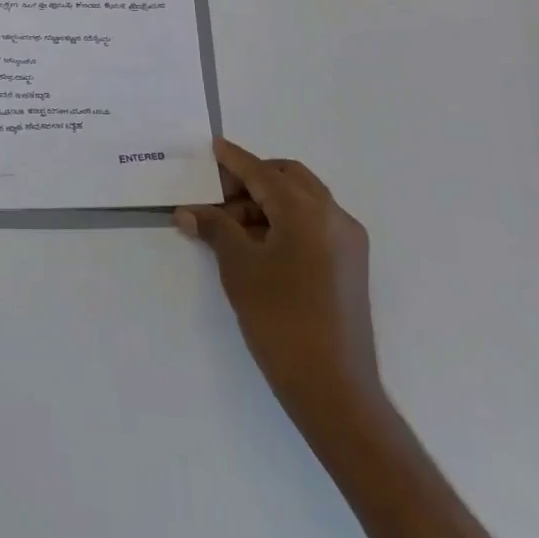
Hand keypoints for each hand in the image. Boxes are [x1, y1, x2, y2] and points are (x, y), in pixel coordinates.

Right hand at [178, 140, 383, 434]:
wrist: (334, 390)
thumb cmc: (280, 320)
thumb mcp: (239, 267)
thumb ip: (215, 228)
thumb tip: (188, 211)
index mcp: (307, 211)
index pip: (262, 172)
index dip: (234, 160)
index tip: (213, 147)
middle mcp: (334, 217)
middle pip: (288, 178)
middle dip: (252, 179)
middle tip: (218, 196)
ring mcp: (347, 242)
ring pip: (302, 200)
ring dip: (267, 202)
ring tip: (230, 227)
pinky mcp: (349, 266)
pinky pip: (313, 224)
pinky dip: (285, 221)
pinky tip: (258, 244)